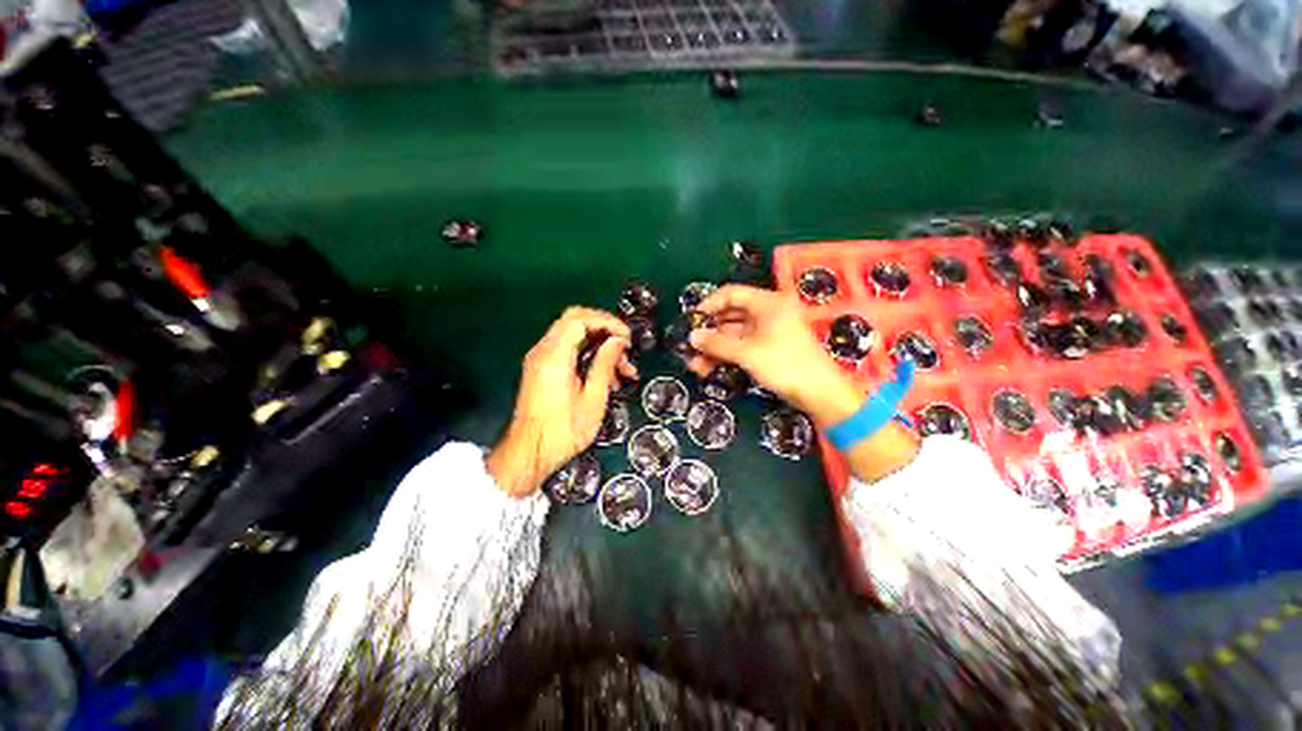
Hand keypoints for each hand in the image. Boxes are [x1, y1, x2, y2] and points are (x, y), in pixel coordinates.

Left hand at [488, 307, 637, 496]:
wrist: (528, 454)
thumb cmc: (563, 432)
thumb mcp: (592, 399)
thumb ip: (605, 365)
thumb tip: (618, 341)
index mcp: (555, 356)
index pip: (580, 319)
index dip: (607, 322)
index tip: (627, 338)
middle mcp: (543, 350)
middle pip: (575, 321)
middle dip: (605, 331)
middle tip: (625, 350)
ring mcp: (540, 359)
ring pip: (574, 336)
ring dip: (600, 346)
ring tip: (623, 372)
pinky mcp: (542, 369)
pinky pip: (567, 350)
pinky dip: (588, 356)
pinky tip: (607, 378)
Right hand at [686, 285, 920, 481]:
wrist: (819, 393)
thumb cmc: (785, 364)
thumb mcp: (747, 353)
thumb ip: (717, 343)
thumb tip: (692, 336)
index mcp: (768, 303)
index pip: (731, 294)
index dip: (709, 305)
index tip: (691, 320)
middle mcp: (768, 312)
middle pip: (730, 315)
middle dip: (709, 333)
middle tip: (690, 346)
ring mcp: (768, 331)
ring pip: (734, 334)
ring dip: (714, 348)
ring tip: (695, 365)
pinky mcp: (769, 348)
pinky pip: (742, 346)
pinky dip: (726, 355)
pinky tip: (709, 368)